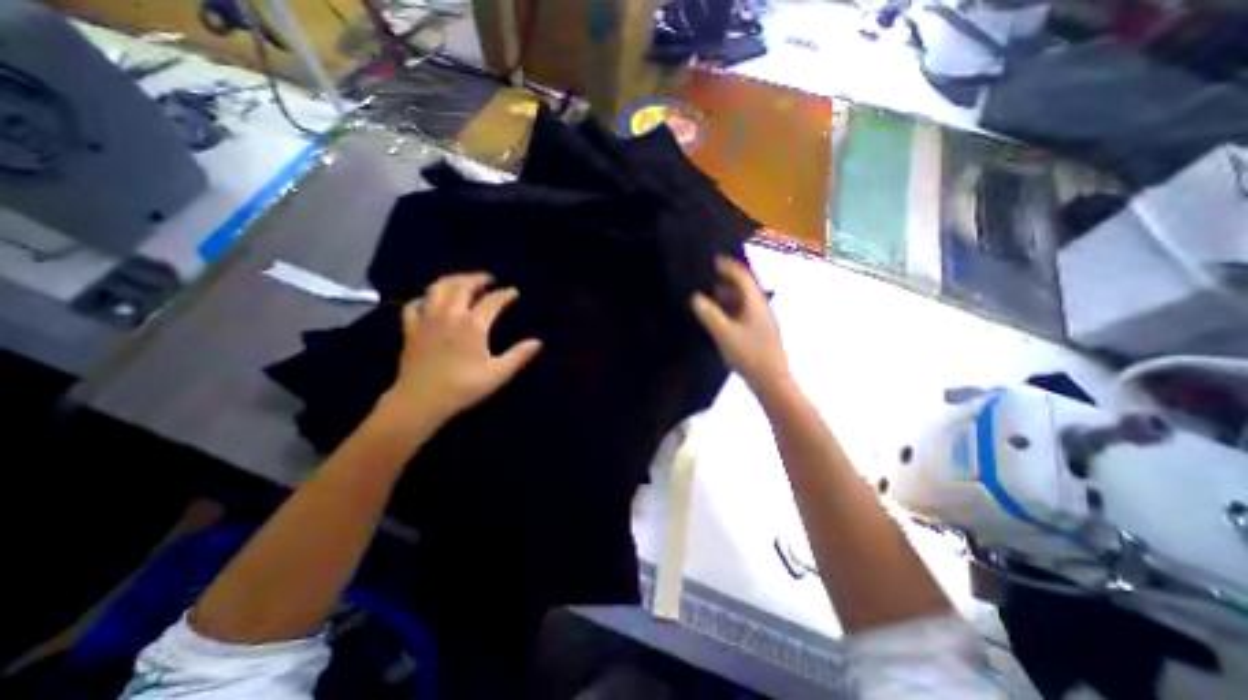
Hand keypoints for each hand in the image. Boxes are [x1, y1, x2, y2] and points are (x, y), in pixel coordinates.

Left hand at [377, 272, 538, 425]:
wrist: (420, 401)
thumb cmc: (463, 387)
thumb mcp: (498, 374)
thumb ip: (519, 355)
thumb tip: (538, 342)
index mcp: (472, 324)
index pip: (492, 301)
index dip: (505, 294)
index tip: (514, 291)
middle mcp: (449, 314)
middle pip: (462, 286)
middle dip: (477, 278)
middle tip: (488, 279)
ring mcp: (427, 319)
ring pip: (437, 288)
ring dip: (452, 280)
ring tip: (462, 282)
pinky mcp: (410, 329)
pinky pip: (414, 305)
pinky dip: (423, 299)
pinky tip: (429, 301)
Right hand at [693, 256, 787, 400]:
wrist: (771, 381)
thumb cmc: (749, 354)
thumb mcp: (724, 333)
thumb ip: (709, 314)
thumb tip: (696, 297)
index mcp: (755, 303)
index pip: (743, 277)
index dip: (728, 267)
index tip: (713, 260)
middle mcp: (761, 308)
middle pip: (744, 288)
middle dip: (726, 282)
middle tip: (706, 279)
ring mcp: (762, 321)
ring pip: (743, 303)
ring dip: (727, 298)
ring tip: (708, 298)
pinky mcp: (759, 333)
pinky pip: (743, 314)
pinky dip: (730, 311)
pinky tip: (718, 319)